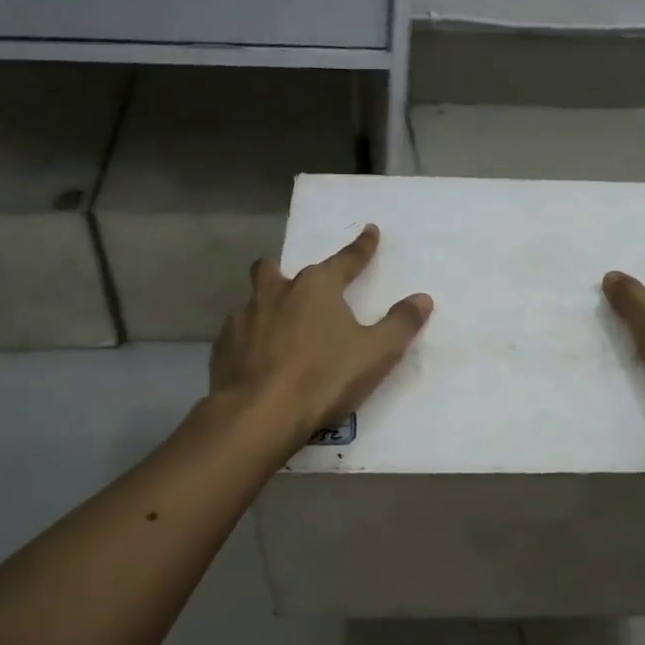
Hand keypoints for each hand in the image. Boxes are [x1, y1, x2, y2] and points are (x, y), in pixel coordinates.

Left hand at [210, 223, 433, 443]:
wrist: (259, 414)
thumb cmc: (324, 377)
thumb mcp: (376, 353)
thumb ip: (400, 323)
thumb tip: (422, 298)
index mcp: (316, 287)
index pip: (345, 259)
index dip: (362, 247)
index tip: (370, 230)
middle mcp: (276, 293)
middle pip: (274, 269)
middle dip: (285, 272)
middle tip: (298, 288)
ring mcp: (243, 318)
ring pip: (253, 300)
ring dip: (267, 307)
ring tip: (280, 330)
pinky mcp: (222, 348)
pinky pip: (238, 334)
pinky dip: (250, 340)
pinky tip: (259, 360)